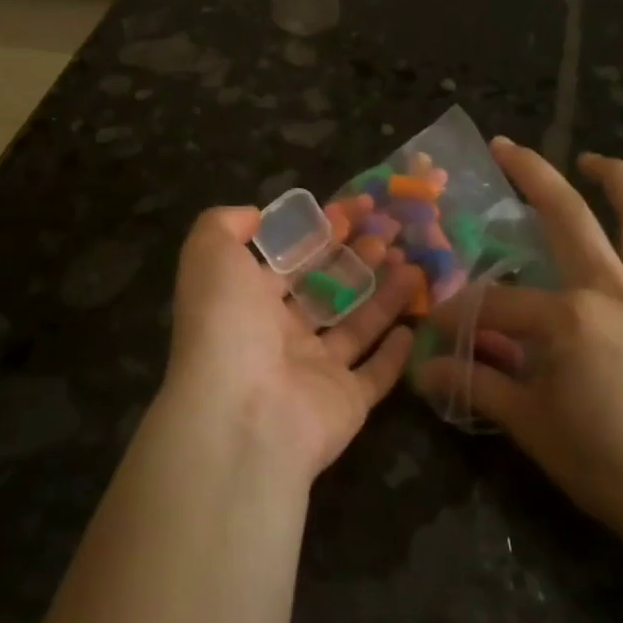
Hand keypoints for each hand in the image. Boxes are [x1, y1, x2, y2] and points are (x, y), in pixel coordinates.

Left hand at [162, 207, 417, 484]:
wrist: (243, 416)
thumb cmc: (227, 325)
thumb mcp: (210, 256)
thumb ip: (224, 224)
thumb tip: (254, 215)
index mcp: (248, 302)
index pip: (292, 259)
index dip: (323, 230)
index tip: (358, 207)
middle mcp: (280, 336)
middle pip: (327, 288)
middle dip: (358, 257)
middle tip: (393, 230)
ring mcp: (314, 372)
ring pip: (356, 325)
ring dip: (384, 293)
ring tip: (413, 262)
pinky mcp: (346, 403)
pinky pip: (375, 375)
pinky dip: (394, 354)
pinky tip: (413, 324)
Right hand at [413, 140, 622, 567]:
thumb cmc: (608, 463)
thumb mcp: (532, 426)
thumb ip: (478, 386)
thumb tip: (423, 370)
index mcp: (568, 317)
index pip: (497, 301)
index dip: (463, 311)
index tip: (441, 325)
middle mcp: (613, 289)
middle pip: (567, 214)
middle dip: (531, 173)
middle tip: (507, 146)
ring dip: (618, 179)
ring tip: (595, 162)